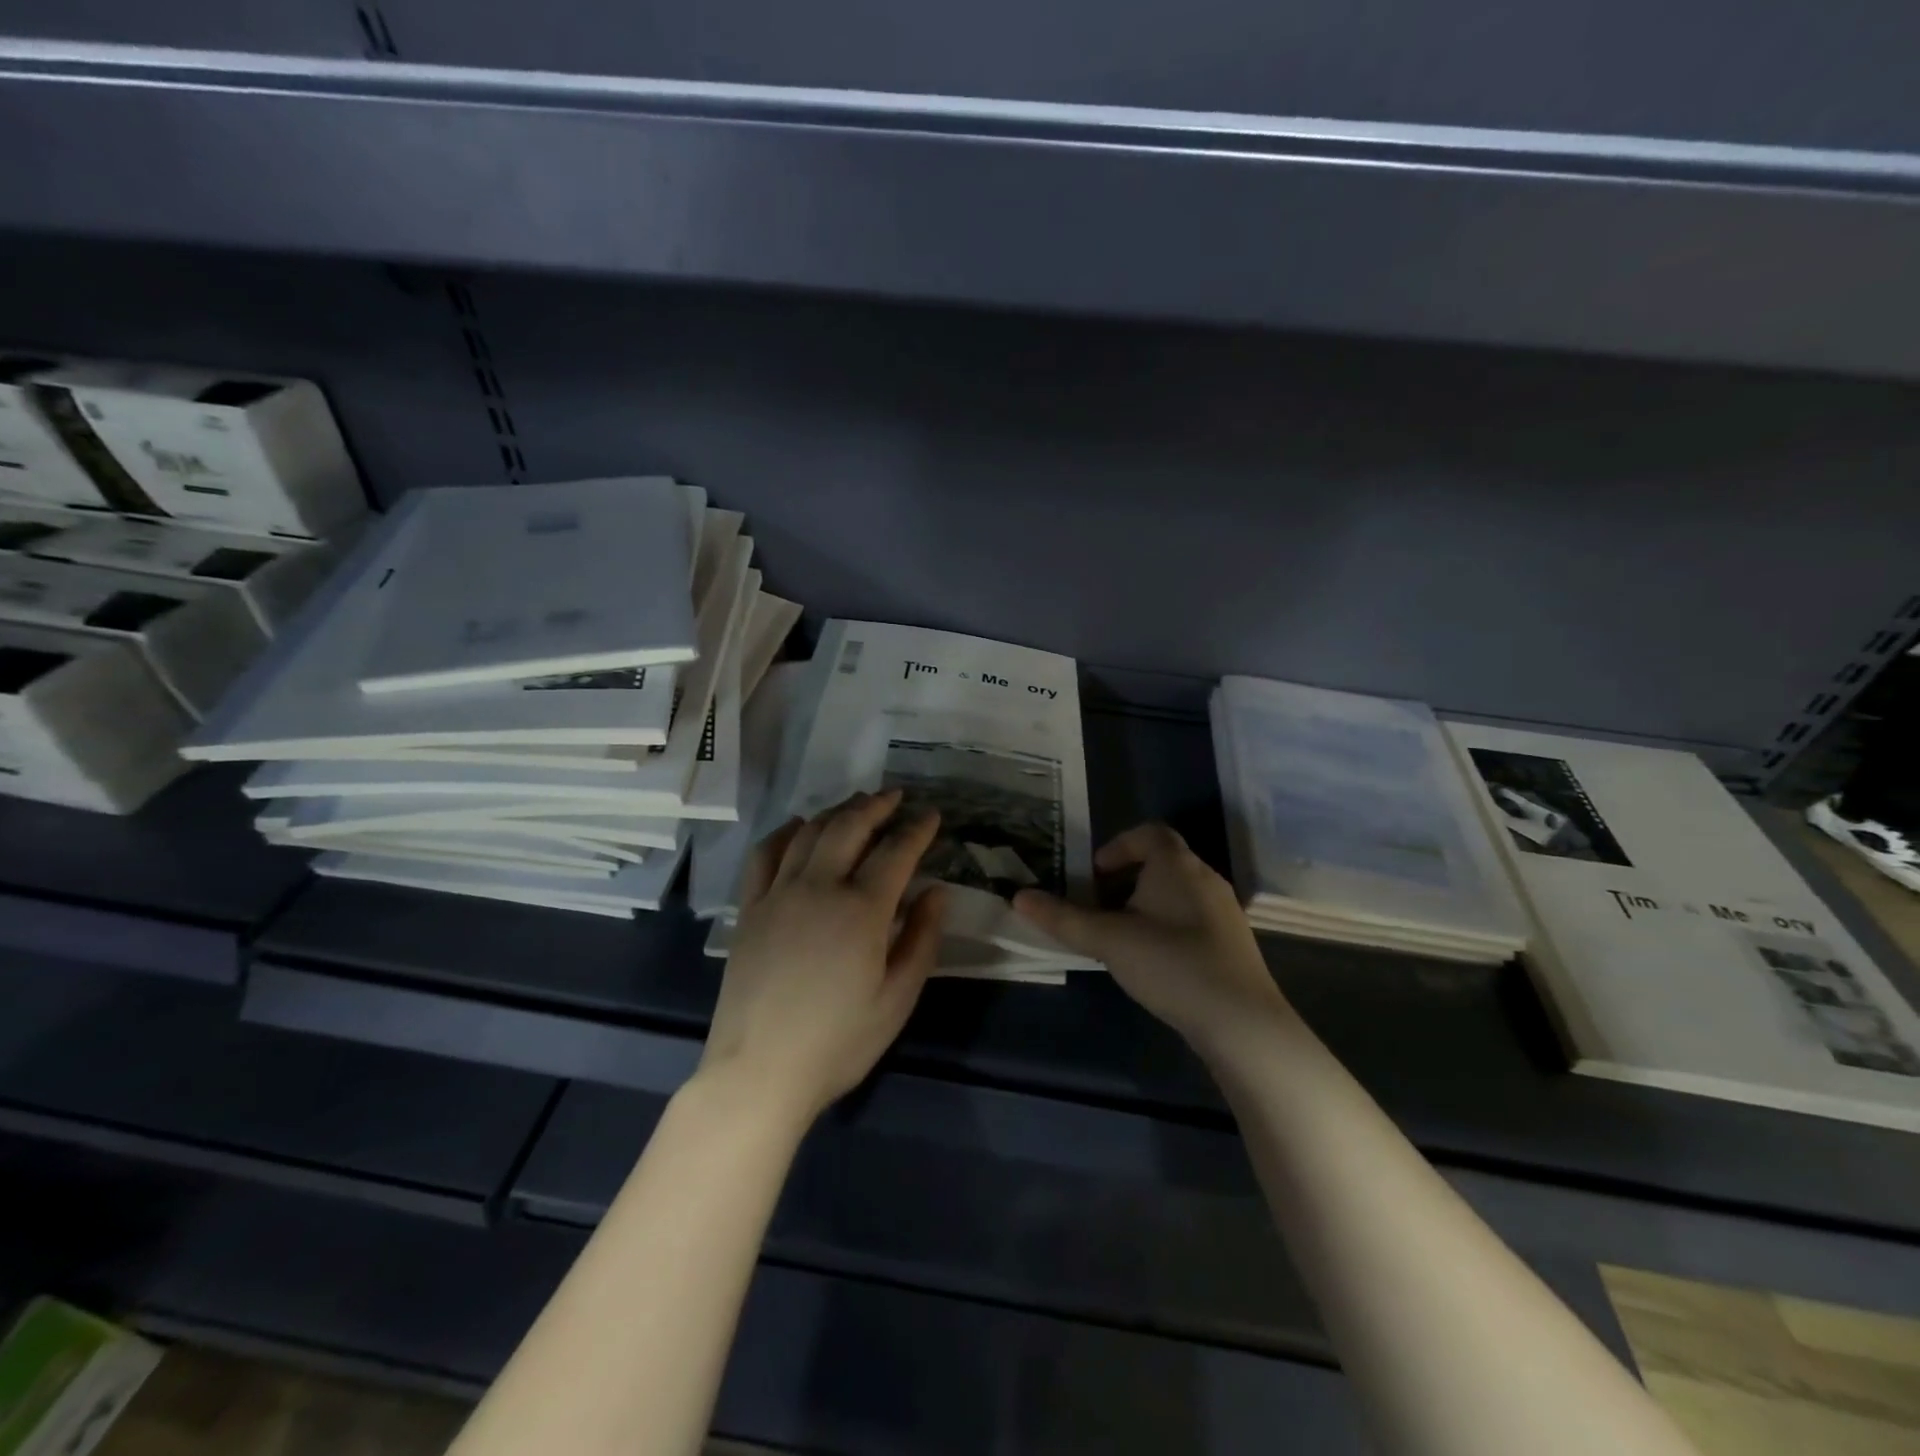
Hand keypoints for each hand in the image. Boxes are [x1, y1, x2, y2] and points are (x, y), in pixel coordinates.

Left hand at [700, 789, 945, 1124]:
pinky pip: (765, 854)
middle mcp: (819, 887)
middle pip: (850, 827)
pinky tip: (798, 827)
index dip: (917, 829)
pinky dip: (785, 832)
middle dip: (877, 805)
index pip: (896, 852)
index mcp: (862, 910)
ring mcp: (779, 894)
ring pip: (810, 833)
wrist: (759, 1072)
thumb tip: (936, 892)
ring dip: (837, 811)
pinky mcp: (750, 909)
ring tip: (856, 804)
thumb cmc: (838, 1041)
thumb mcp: (897, 999)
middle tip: (895, 796)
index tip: (931, 814)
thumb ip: (921, 939)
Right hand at [1014, 822, 1290, 1059]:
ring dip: (1145, 903)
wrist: (1242, 1022)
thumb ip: (1062, 918)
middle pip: (1161, 860)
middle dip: (1125, 878)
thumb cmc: (1171, 964)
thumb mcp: (1108, 940)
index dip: (1117, 847)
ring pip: (1176, 890)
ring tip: (1121, 935)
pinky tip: (1154, 960)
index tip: (1094, 877)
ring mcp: (1223, 909)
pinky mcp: (1232, 941)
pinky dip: (1167, 924)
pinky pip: (1191, 916)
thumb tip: (1018, 896)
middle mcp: (1204, 877)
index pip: (1148, 833)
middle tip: (1098, 907)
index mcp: (1177, 864)